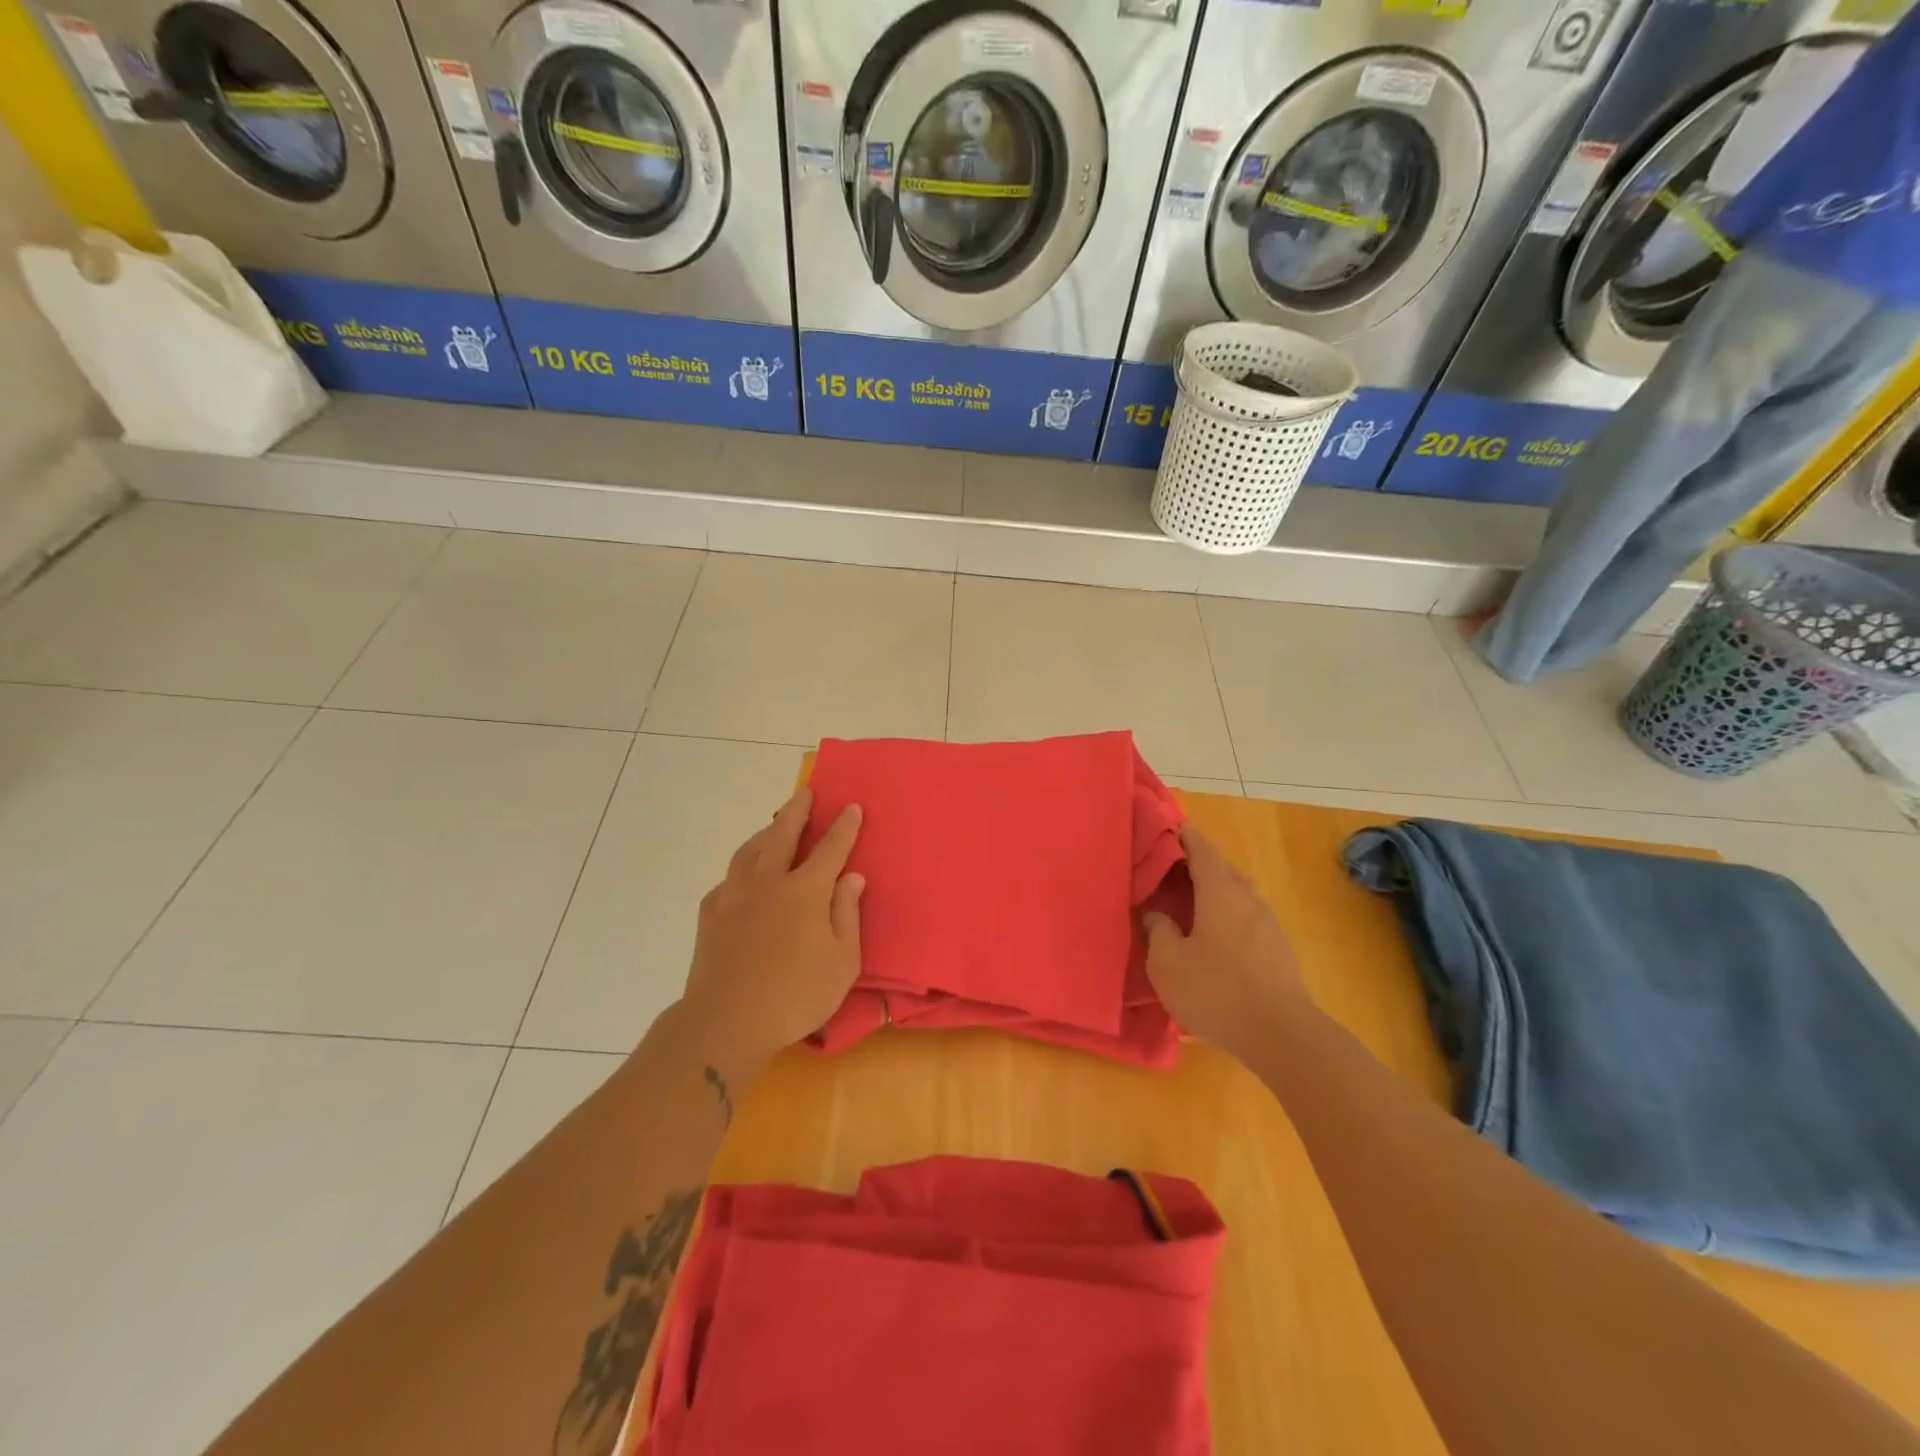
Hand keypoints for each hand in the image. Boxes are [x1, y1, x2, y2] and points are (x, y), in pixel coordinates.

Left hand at [677, 788, 863, 1078]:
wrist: (726, 1021)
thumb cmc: (795, 995)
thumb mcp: (842, 962)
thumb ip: (847, 914)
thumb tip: (851, 877)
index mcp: (805, 891)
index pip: (830, 849)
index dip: (843, 827)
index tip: (851, 807)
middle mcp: (769, 882)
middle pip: (782, 834)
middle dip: (797, 811)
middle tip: (805, 793)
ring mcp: (735, 895)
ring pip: (750, 850)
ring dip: (766, 831)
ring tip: (774, 825)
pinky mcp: (711, 914)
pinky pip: (729, 877)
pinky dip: (742, 867)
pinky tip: (744, 875)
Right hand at [1144, 826, 1308, 1064]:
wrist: (1282, 1036)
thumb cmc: (1217, 992)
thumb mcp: (1168, 963)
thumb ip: (1158, 932)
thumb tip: (1157, 914)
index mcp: (1220, 892)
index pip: (1201, 850)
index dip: (1183, 837)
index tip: (1166, 829)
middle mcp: (1248, 899)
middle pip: (1221, 870)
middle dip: (1195, 866)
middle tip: (1167, 872)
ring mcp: (1268, 925)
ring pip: (1236, 895)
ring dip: (1212, 893)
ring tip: (1186, 906)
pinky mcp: (1278, 951)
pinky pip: (1246, 919)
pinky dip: (1225, 916)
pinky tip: (1211, 940)